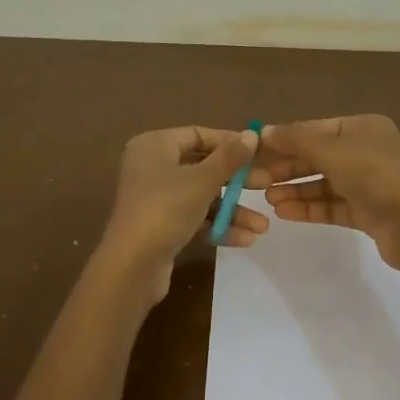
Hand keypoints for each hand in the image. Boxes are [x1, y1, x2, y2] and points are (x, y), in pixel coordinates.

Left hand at [101, 126, 267, 300]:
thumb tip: (251, 134)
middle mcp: (153, 168)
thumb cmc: (166, 209)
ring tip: (262, 227)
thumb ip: (230, 157)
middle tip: (267, 186)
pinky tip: (245, 239)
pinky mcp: (161, 227)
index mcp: (154, 146)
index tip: (258, 154)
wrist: (132, 266)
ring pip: (202, 197)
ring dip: (232, 211)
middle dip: (237, 182)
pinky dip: (218, 226)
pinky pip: (195, 219)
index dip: (229, 143)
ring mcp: (156, 199)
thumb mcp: (203, 180)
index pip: (198, 135)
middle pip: (203, 167)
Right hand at [252, 115, 399, 271]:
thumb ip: (296, 140)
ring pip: (323, 183)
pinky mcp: (367, 212)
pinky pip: (332, 206)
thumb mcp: (332, 151)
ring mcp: (368, 183)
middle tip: (253, 180)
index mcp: (363, 128)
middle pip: (317, 156)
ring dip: (294, 189)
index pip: (315, 129)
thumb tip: (264, 130)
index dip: (284, 140)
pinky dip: (309, 207)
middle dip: (286, 168)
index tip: (254, 152)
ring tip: (267, 199)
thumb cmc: (375, 176)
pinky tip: (284, 212)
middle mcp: (366, 151)